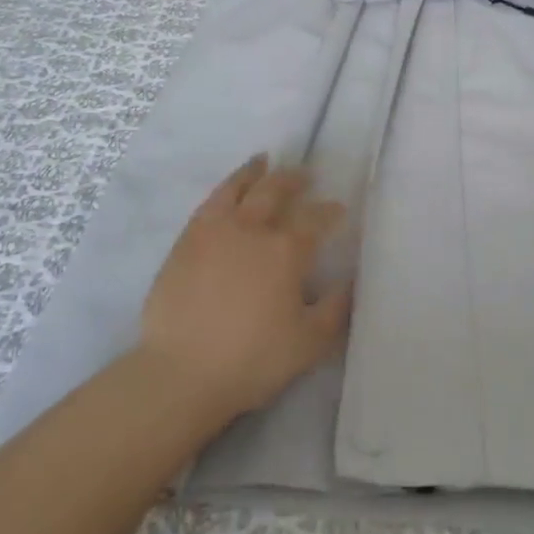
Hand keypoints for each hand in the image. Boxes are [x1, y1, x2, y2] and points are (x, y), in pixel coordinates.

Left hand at [136, 156, 349, 420]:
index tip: (338, 209)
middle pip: (275, 191)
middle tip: (305, 175)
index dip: (330, 212)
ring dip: (254, 172)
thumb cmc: (253, 359)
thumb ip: (336, 309)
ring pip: (237, 188)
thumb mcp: (309, 342)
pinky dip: (223, 189)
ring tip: (263, 162)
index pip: (315, 220)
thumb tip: (352, 281)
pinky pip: (208, 203)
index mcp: (285, 251)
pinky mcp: (185, 242)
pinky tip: (227, 192)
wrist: (181, 372)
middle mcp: (251, 229)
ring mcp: (213, 231)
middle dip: (293, 180)